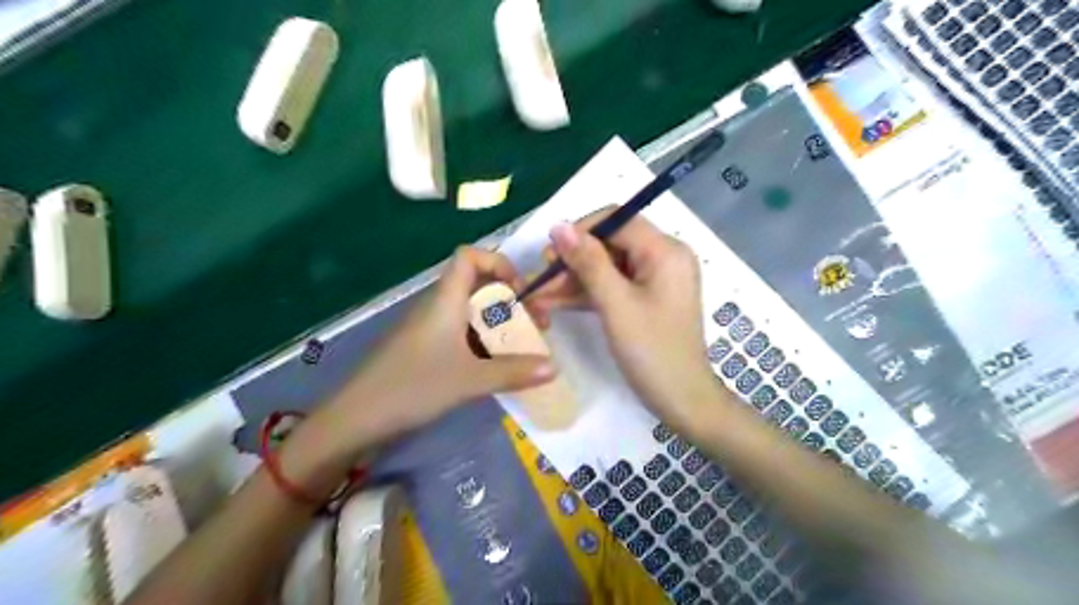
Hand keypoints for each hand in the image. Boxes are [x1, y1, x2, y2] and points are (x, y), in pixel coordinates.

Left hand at [329, 247, 555, 443]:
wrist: (358, 417)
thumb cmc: (413, 387)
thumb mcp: (469, 380)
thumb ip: (513, 372)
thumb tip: (555, 367)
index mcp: (446, 299)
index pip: (469, 256)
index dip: (498, 262)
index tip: (521, 291)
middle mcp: (438, 306)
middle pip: (478, 284)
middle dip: (511, 299)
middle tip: (536, 324)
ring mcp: (431, 328)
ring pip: (472, 312)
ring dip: (500, 323)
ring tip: (525, 346)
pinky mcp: (427, 348)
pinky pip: (462, 333)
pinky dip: (485, 341)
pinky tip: (499, 363)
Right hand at [530, 211, 713, 422]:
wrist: (682, 400)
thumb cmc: (652, 351)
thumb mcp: (616, 304)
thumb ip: (588, 262)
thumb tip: (558, 226)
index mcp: (665, 250)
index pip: (616, 220)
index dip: (580, 231)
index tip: (549, 254)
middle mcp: (664, 256)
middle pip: (611, 242)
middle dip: (574, 259)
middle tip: (542, 279)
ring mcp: (657, 278)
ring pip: (608, 265)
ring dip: (576, 278)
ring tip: (541, 295)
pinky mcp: (648, 297)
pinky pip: (615, 284)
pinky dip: (589, 292)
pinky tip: (558, 302)